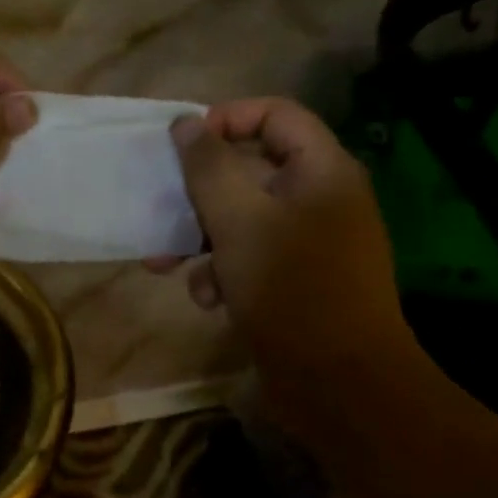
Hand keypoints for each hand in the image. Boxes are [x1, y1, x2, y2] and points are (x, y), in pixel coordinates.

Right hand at [151, 99, 411, 379]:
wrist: (338, 383)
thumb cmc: (289, 288)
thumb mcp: (237, 220)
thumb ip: (208, 167)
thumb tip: (186, 123)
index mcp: (321, 171)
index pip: (276, 114)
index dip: (226, 118)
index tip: (181, 144)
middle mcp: (319, 198)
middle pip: (250, 169)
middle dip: (197, 193)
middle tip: (159, 208)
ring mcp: (308, 242)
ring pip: (241, 218)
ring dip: (198, 238)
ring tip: (162, 264)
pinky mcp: (294, 280)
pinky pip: (249, 257)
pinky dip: (222, 271)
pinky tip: (207, 299)